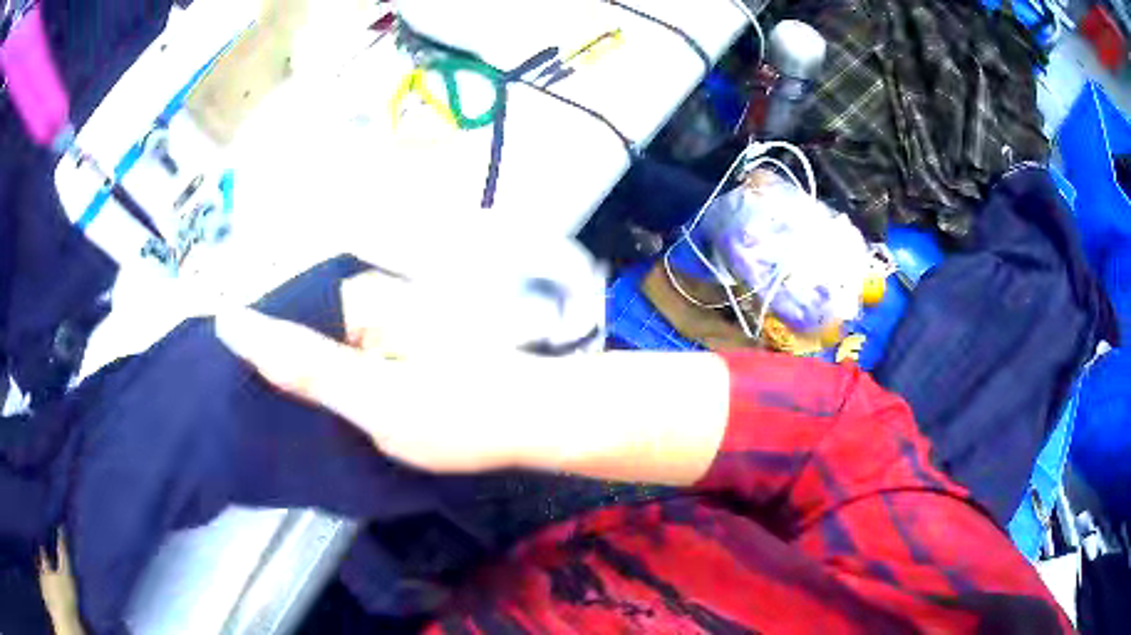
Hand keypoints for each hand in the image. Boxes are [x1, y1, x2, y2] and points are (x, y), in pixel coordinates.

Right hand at [216, 273, 538, 473]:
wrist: (535, 423)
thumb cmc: (462, 414)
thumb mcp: (373, 398)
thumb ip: (304, 366)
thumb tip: (233, 323)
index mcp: (355, 298)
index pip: (276, 313)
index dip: (247, 348)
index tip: (219, 385)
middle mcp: (365, 301)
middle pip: (296, 331)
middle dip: (269, 366)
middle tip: (240, 412)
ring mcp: (382, 325)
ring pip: (318, 350)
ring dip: (294, 380)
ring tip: (263, 416)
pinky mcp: (394, 350)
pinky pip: (343, 364)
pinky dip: (325, 387)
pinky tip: (311, 415)